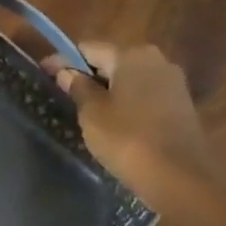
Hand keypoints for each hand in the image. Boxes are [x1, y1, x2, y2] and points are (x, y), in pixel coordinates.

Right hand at [49, 42, 215, 211]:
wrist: (180, 177)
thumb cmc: (127, 138)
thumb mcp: (92, 113)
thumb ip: (78, 88)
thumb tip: (67, 73)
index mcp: (132, 55)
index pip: (89, 48)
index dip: (63, 60)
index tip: (43, 71)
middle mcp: (157, 60)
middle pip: (112, 61)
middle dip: (87, 74)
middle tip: (64, 94)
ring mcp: (173, 83)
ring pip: (129, 80)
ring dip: (107, 90)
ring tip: (86, 111)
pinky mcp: (181, 106)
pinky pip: (144, 96)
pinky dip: (126, 103)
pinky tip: (113, 123)